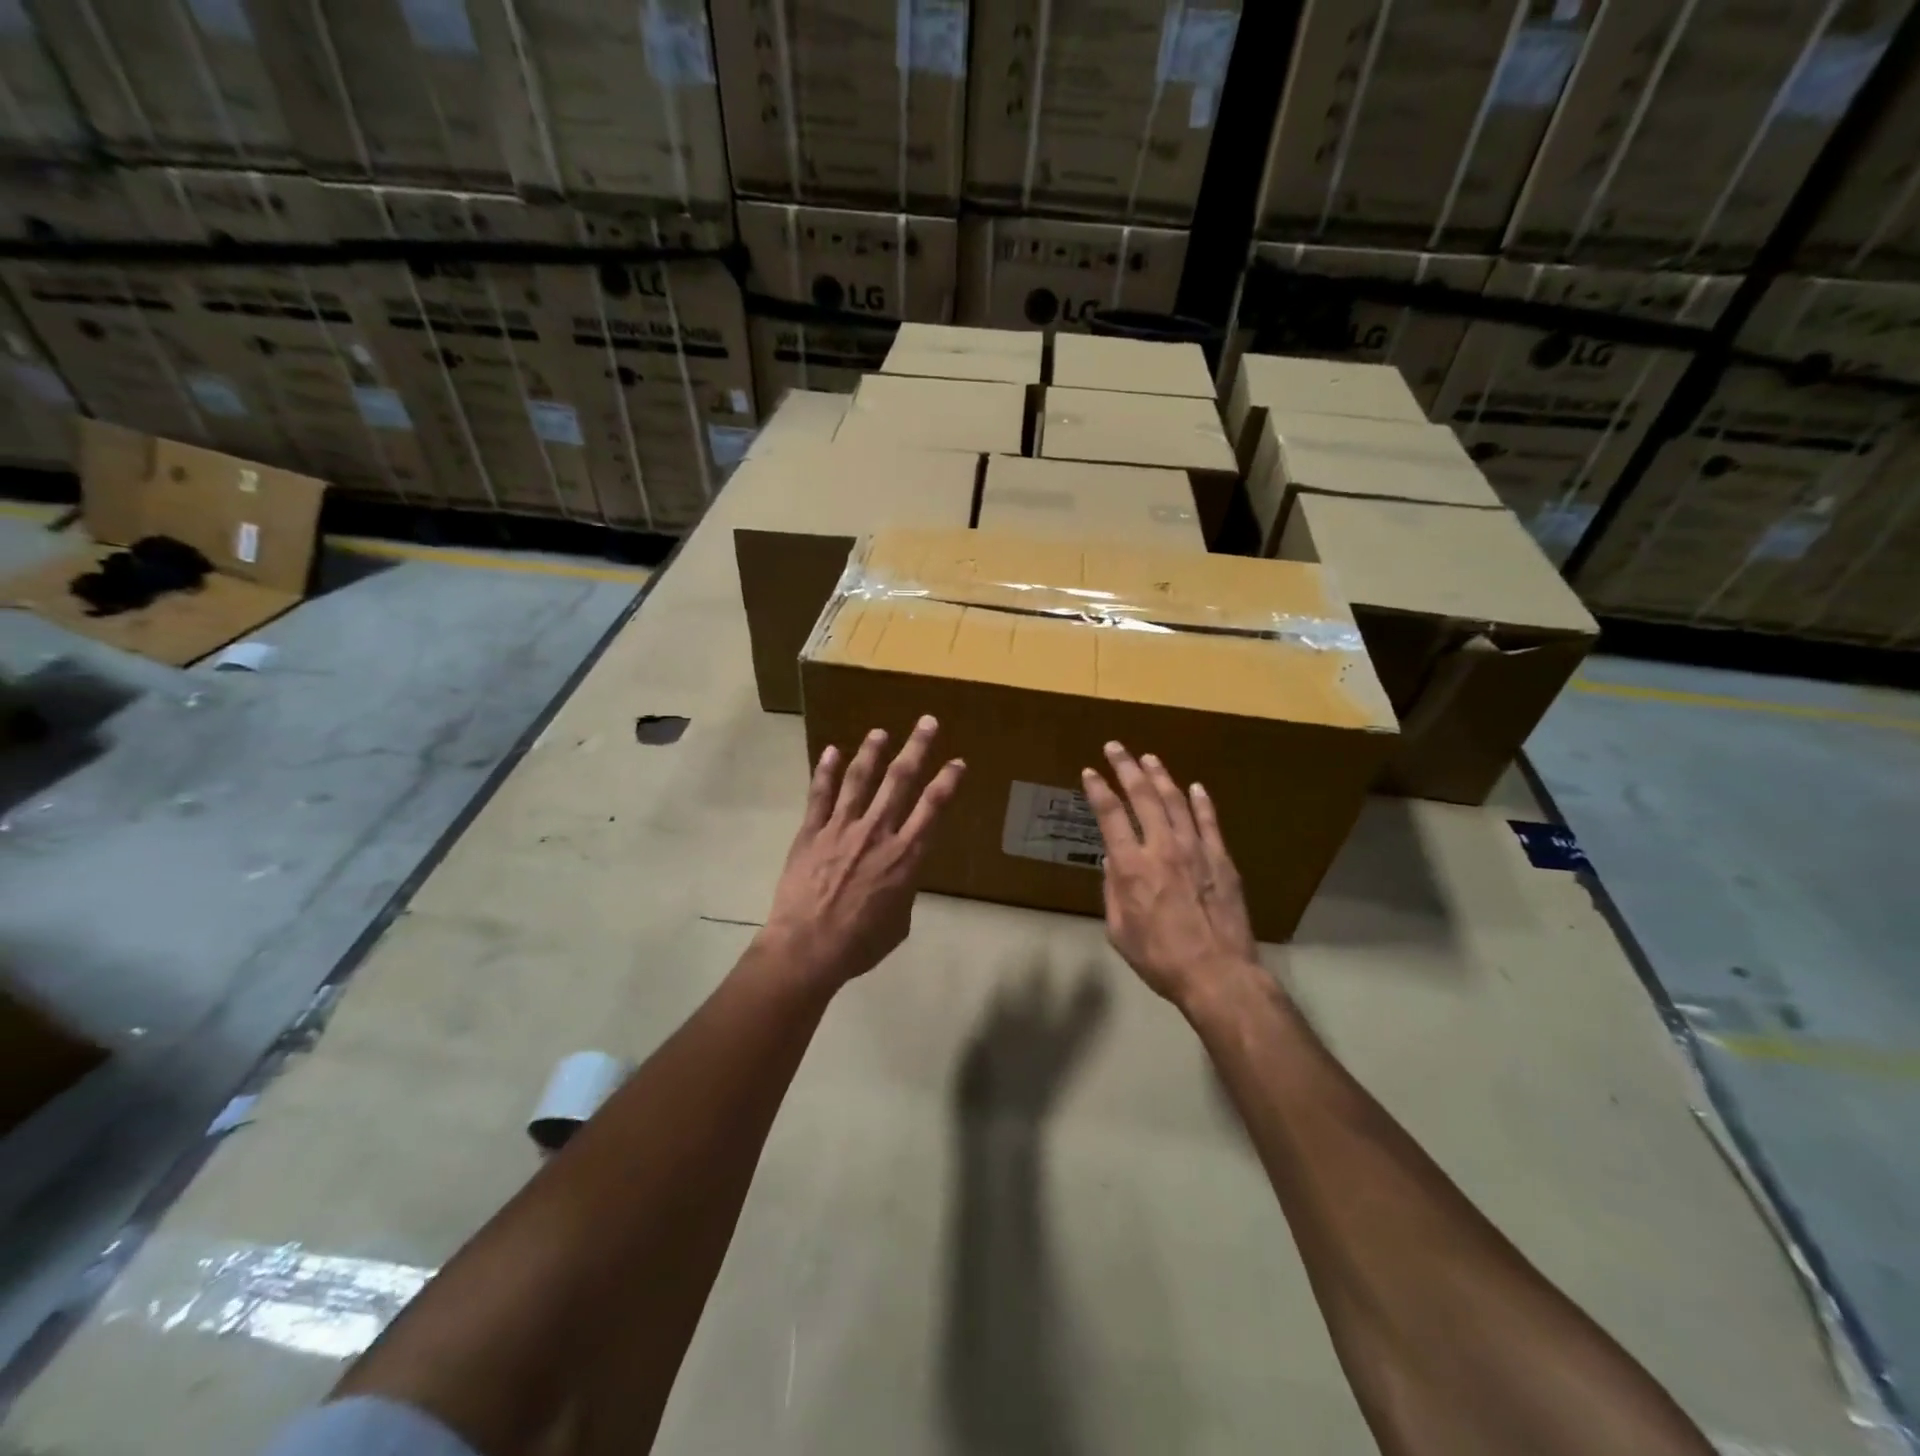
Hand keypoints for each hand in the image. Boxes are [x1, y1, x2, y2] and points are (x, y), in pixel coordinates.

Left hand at [759, 715, 965, 990]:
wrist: (807, 949)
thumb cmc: (859, 944)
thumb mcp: (899, 923)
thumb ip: (903, 890)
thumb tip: (899, 877)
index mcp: (905, 856)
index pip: (932, 807)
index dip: (948, 781)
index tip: (958, 761)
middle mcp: (877, 832)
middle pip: (900, 781)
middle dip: (916, 748)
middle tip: (927, 722)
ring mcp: (841, 828)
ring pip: (860, 780)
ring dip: (872, 752)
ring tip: (881, 732)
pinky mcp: (811, 833)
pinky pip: (819, 795)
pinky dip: (825, 771)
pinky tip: (831, 750)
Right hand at [1081, 742, 1257, 1010]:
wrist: (1217, 974)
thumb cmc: (1159, 958)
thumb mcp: (1119, 931)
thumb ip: (1113, 893)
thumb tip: (1112, 862)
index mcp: (1131, 866)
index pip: (1110, 816)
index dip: (1097, 790)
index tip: (1089, 772)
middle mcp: (1162, 848)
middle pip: (1142, 796)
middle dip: (1126, 767)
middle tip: (1115, 747)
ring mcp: (1196, 850)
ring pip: (1175, 801)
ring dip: (1160, 776)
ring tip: (1149, 758)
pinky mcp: (1221, 860)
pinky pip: (1209, 822)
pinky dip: (1201, 801)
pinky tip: (1195, 787)